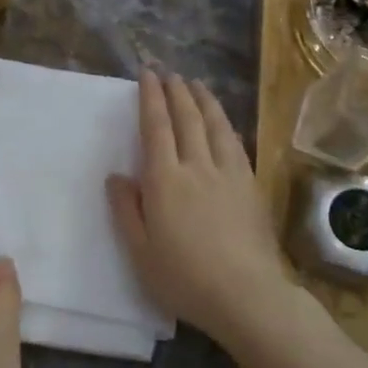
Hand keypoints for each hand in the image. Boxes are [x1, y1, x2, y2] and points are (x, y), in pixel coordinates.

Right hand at [107, 70, 292, 350]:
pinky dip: (225, 125)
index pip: (155, 128)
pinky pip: (235, 144)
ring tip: (196, 84)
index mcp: (164, 181)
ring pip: (214, 126)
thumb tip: (116, 176)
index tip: (148, 75)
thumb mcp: (140, 252)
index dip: (151, 98)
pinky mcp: (250, 186)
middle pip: (186, 119)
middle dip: (176, 92)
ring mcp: (228, 174)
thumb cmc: (184, 278)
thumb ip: (126, 210)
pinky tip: (223, 122)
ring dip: (203, 101)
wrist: (245, 294)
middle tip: (169, 72)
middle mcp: (196, 167)